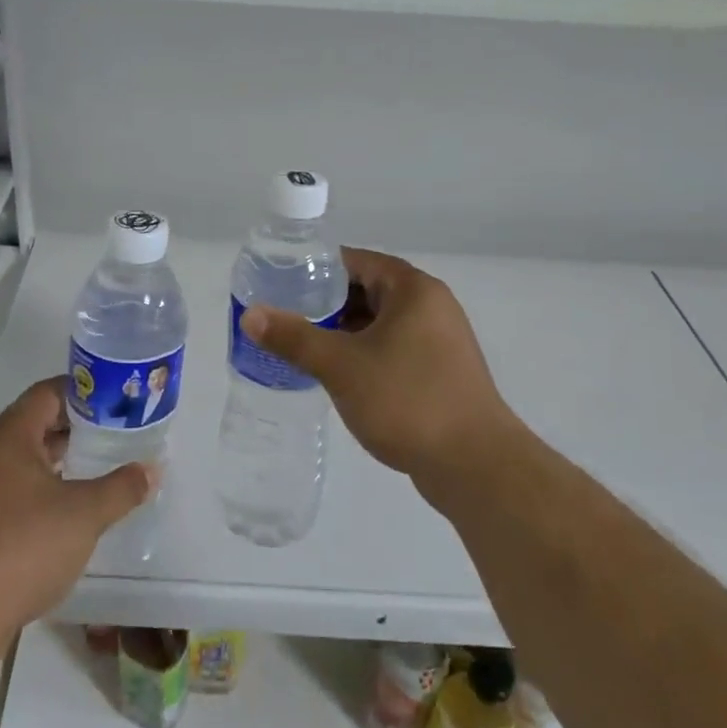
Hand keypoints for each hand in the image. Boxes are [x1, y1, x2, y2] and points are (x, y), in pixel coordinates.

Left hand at [0, 377, 156, 632]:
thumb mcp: (85, 513)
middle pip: (37, 421)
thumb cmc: (26, 545)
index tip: (116, 398)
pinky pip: (20, 483)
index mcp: (10, 437)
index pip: (48, 393)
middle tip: (115, 428)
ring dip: (62, 455)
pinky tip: (74, 500)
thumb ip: (122, 487)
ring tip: (101, 460)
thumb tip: (152, 470)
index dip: (83, 391)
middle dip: (77, 424)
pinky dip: (48, 482)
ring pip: (28, 455)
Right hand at [239, 247, 514, 489]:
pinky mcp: (441, 372)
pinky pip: (394, 348)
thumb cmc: (407, 400)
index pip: (356, 261)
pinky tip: (339, 375)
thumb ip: (294, 337)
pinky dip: (365, 353)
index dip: (317, 269)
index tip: (282, 283)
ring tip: (304, 346)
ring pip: (381, 323)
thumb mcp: (341, 366)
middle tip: (286, 317)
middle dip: (327, 304)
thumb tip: (250, 315)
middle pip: (369, 290)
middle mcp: (431, 306)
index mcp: (413, 289)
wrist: (476, 466)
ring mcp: (440, 341)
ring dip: (345, 332)